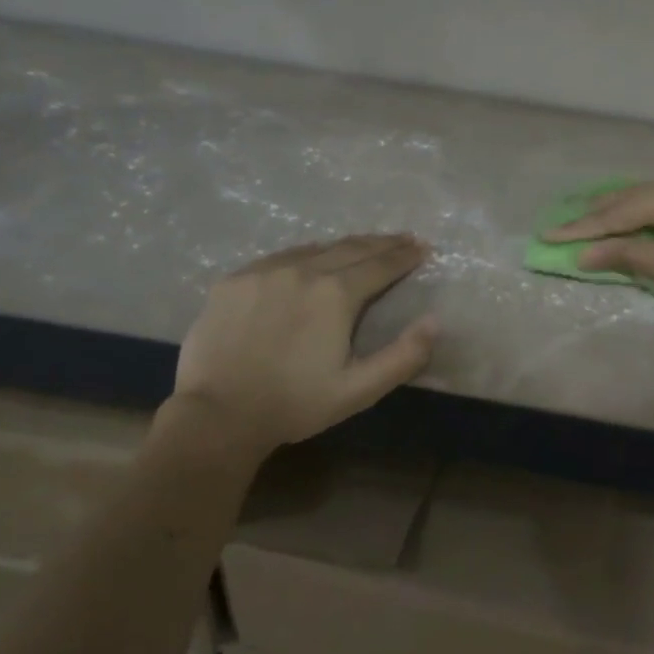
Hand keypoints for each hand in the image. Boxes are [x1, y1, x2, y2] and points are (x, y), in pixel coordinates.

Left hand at [172, 236, 435, 449]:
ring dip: (345, 246)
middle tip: (403, 238)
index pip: (381, 265)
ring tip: (362, 247)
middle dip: (381, 243)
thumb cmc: (295, 404)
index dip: (405, 256)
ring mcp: (264, 271)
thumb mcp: (359, 390)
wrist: (217, 415)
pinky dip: (305, 255)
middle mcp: (302, 270)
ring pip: (314, 249)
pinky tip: (309, 261)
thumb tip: (436, 321)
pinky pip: (279, 258)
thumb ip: (403, 356)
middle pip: (351, 248)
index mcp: (335, 294)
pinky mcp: (234, 280)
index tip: (423, 247)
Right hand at [542, 178, 653, 333]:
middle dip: (597, 213)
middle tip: (564, 224)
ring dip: (623, 207)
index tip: (547, 235)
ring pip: (653, 193)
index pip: (615, 214)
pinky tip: (642, 210)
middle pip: (631, 196)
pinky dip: (649, 206)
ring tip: (594, 215)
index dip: (581, 228)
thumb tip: (585, 252)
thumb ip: (629, 254)